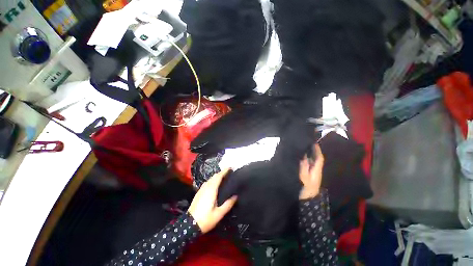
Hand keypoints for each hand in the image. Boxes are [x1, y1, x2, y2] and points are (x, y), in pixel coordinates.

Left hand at [188, 168, 237, 232]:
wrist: (189, 225)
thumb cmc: (206, 219)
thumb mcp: (219, 213)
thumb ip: (228, 204)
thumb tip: (236, 196)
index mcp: (211, 190)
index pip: (218, 176)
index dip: (224, 171)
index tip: (230, 168)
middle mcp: (206, 187)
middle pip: (214, 176)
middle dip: (221, 173)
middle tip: (228, 173)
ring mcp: (201, 189)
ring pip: (210, 179)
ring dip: (216, 176)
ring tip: (223, 178)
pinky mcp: (198, 193)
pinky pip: (207, 182)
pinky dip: (212, 180)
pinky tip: (214, 185)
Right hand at [299, 144, 324, 199]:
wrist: (308, 199)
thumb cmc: (307, 189)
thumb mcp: (304, 178)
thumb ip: (304, 168)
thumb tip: (303, 157)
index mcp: (317, 170)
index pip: (319, 158)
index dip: (317, 150)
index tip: (313, 142)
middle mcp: (316, 170)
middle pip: (316, 158)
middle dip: (313, 150)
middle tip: (306, 143)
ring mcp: (312, 172)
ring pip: (312, 161)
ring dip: (309, 154)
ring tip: (302, 147)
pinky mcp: (308, 174)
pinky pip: (308, 164)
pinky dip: (305, 159)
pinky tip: (300, 157)